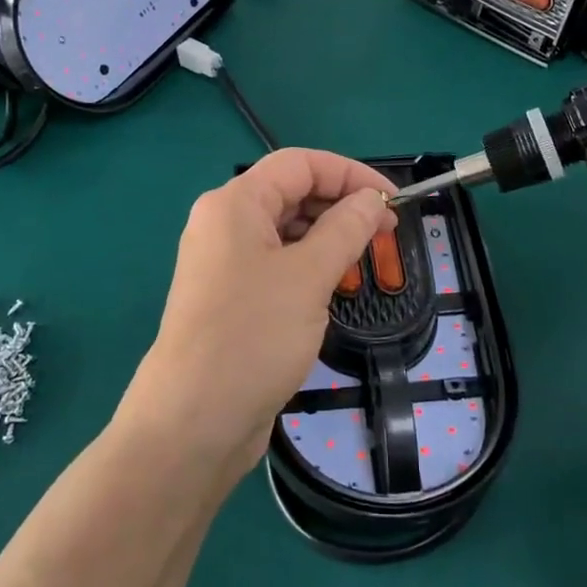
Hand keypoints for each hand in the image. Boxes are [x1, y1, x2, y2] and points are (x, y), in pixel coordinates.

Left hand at [123, 149, 396, 480]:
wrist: (193, 423)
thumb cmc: (252, 336)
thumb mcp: (309, 276)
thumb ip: (345, 228)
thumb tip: (371, 199)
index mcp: (234, 204)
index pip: (300, 164)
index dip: (351, 174)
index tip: (393, 202)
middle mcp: (224, 224)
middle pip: (291, 193)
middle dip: (341, 205)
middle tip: (387, 234)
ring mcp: (224, 262)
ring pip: (286, 231)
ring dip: (328, 238)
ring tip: (365, 261)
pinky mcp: (230, 297)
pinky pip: (276, 264)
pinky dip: (309, 266)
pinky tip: (333, 288)